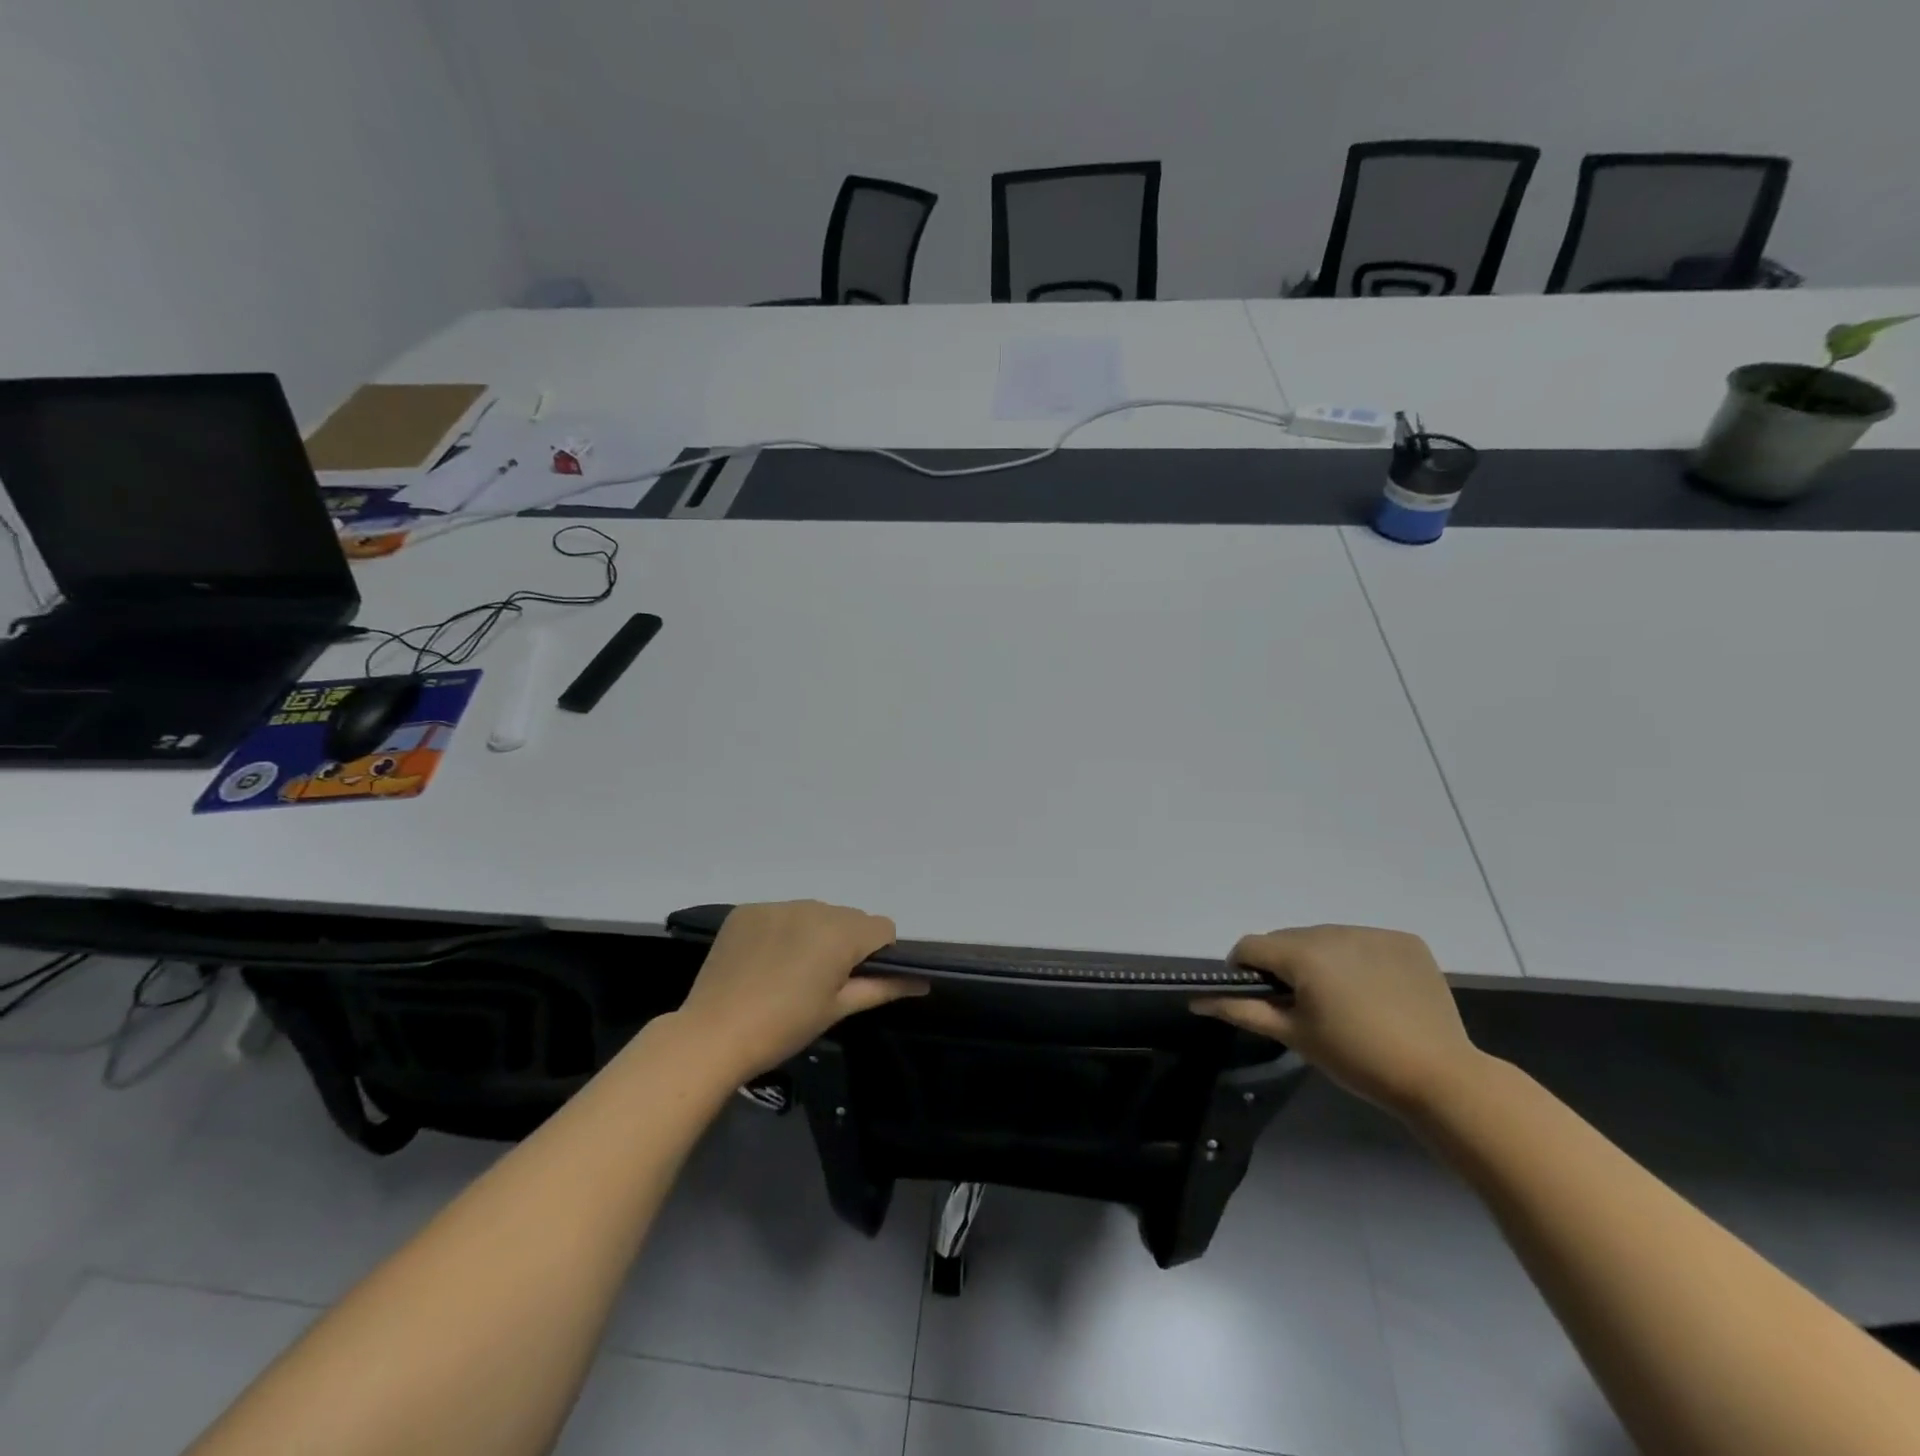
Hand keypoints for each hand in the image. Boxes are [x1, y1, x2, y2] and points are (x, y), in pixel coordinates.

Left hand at [675, 901, 923, 1079]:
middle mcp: (813, 908)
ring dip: (814, 934)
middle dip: (845, 943)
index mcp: (841, 932)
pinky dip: (782, 931)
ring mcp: (776, 906)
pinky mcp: (746, 911)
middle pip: (848, 918)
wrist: (713, 1035)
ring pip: (815, 913)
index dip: (878, 955)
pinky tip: (764, 961)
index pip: (882, 928)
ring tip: (789, 972)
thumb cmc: (784, 1027)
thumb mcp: (838, 1009)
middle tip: (821, 982)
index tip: (855, 981)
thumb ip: (883, 987)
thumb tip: (923, 981)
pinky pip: (780, 913)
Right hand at [1192, 925, 1483, 1117]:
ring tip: (1341, 1000)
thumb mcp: (1294, 1036)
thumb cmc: (1356, 1058)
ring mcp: (1373, 932)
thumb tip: (1197, 1000)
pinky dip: (1358, 959)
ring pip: (1324, 938)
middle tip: (1303, 1006)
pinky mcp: (1404, 941)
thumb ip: (1242, 1011)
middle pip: (1287, 939)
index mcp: (1302, 953)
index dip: (1245, 972)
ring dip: (1320, 960)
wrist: (1440, 1076)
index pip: (1251, 946)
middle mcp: (1333, 931)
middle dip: (1284, 966)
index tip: (1260, 1000)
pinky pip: (1363, 941)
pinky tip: (1374, 991)